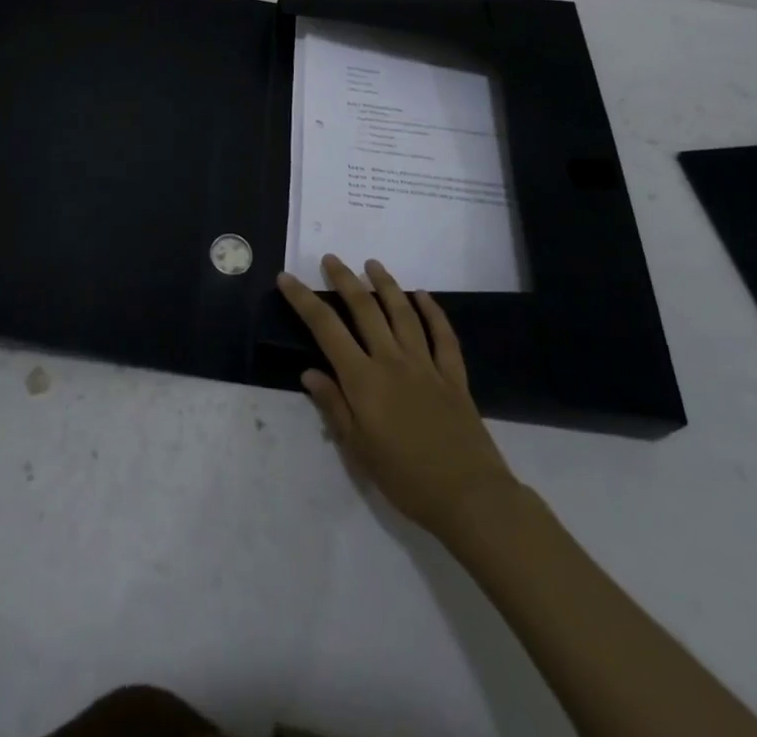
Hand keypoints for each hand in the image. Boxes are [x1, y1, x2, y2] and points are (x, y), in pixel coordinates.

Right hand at [278, 254, 517, 542]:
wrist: (469, 497)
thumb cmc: (405, 478)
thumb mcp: (358, 449)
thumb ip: (334, 406)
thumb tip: (309, 371)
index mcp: (364, 380)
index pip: (326, 329)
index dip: (304, 300)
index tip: (287, 278)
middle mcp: (392, 361)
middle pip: (365, 309)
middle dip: (345, 280)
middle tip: (331, 259)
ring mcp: (425, 364)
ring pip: (403, 313)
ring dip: (386, 285)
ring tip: (372, 264)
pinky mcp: (453, 375)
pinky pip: (442, 335)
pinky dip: (433, 311)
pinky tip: (423, 295)